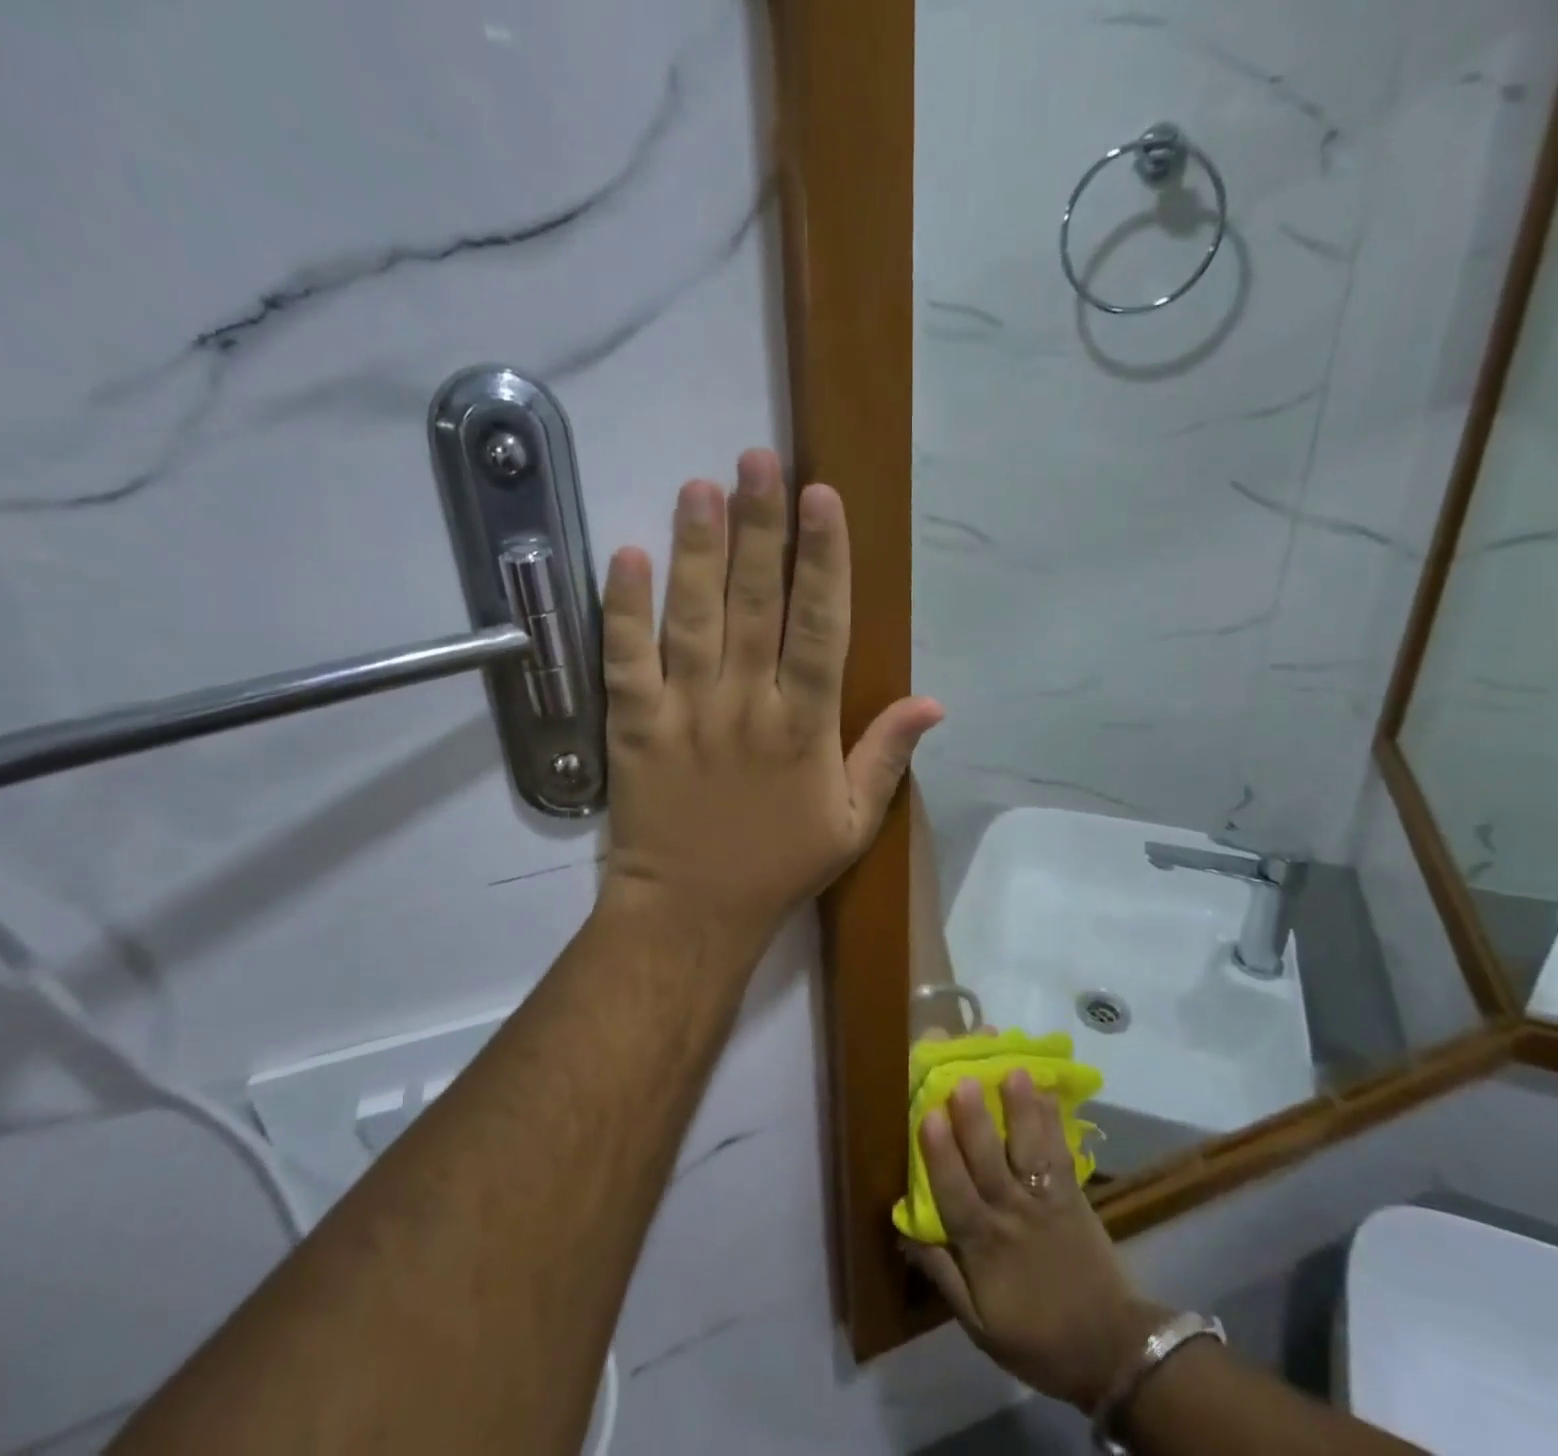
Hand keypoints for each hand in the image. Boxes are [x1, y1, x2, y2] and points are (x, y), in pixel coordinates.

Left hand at [597, 449, 942, 946]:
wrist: (690, 913)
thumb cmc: (776, 867)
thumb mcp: (851, 823)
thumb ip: (887, 756)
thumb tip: (934, 702)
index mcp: (804, 728)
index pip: (820, 628)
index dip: (824, 560)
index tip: (823, 499)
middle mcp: (746, 707)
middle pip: (756, 604)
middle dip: (761, 528)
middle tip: (759, 460)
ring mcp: (685, 714)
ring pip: (692, 618)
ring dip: (697, 549)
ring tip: (701, 486)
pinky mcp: (633, 727)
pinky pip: (627, 660)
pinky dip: (623, 609)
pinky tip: (627, 556)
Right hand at [904, 1072, 1166, 1413]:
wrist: (1113, 1350)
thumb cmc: (1038, 1337)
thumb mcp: (980, 1326)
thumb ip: (943, 1276)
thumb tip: (904, 1232)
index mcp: (984, 1248)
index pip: (956, 1195)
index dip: (940, 1156)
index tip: (927, 1115)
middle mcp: (1013, 1215)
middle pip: (990, 1162)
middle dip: (975, 1120)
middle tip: (963, 1078)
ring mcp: (1047, 1201)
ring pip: (1029, 1150)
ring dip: (1021, 1110)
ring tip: (1013, 1070)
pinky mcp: (1074, 1194)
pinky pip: (1062, 1152)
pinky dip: (1054, 1120)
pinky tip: (1047, 1089)